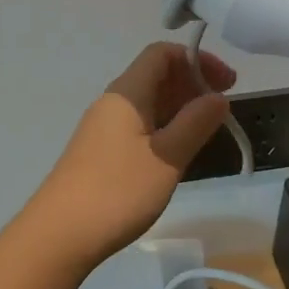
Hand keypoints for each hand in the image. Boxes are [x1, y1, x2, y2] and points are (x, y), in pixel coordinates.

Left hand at [20, 43, 235, 271]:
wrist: (60, 234)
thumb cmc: (117, 191)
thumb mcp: (167, 157)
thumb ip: (195, 123)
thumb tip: (218, 97)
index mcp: (127, 93)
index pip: (162, 53)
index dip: (197, 59)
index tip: (228, 83)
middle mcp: (113, 102)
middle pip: (156, 74)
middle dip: (192, 83)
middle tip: (224, 108)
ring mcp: (104, 127)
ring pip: (148, 102)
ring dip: (180, 107)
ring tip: (208, 130)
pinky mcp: (101, 151)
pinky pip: (139, 124)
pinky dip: (165, 127)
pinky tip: (178, 152)